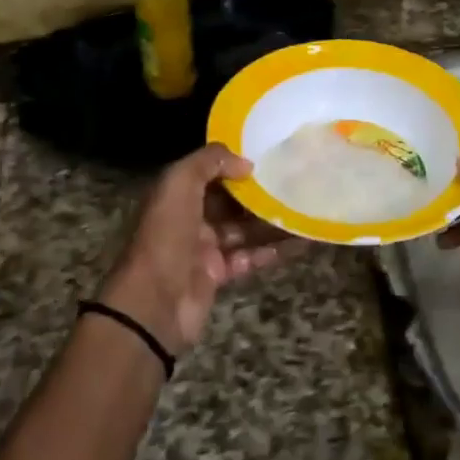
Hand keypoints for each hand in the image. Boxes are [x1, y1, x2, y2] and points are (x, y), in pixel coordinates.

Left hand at [99, 144, 296, 356]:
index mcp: (176, 195)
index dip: (234, 164)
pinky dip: (273, 250)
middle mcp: (189, 219)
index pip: (209, 173)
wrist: (155, 303)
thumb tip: (246, 163)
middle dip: (258, 193)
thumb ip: (210, 162)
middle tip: (294, 180)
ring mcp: (204, 249)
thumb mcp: (179, 184)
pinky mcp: (219, 275)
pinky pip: (250, 257)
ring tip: (304, 208)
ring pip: (243, 229)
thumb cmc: (166, 235)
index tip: (268, 156)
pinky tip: (300, 241)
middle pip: (229, 201)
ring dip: (271, 221)